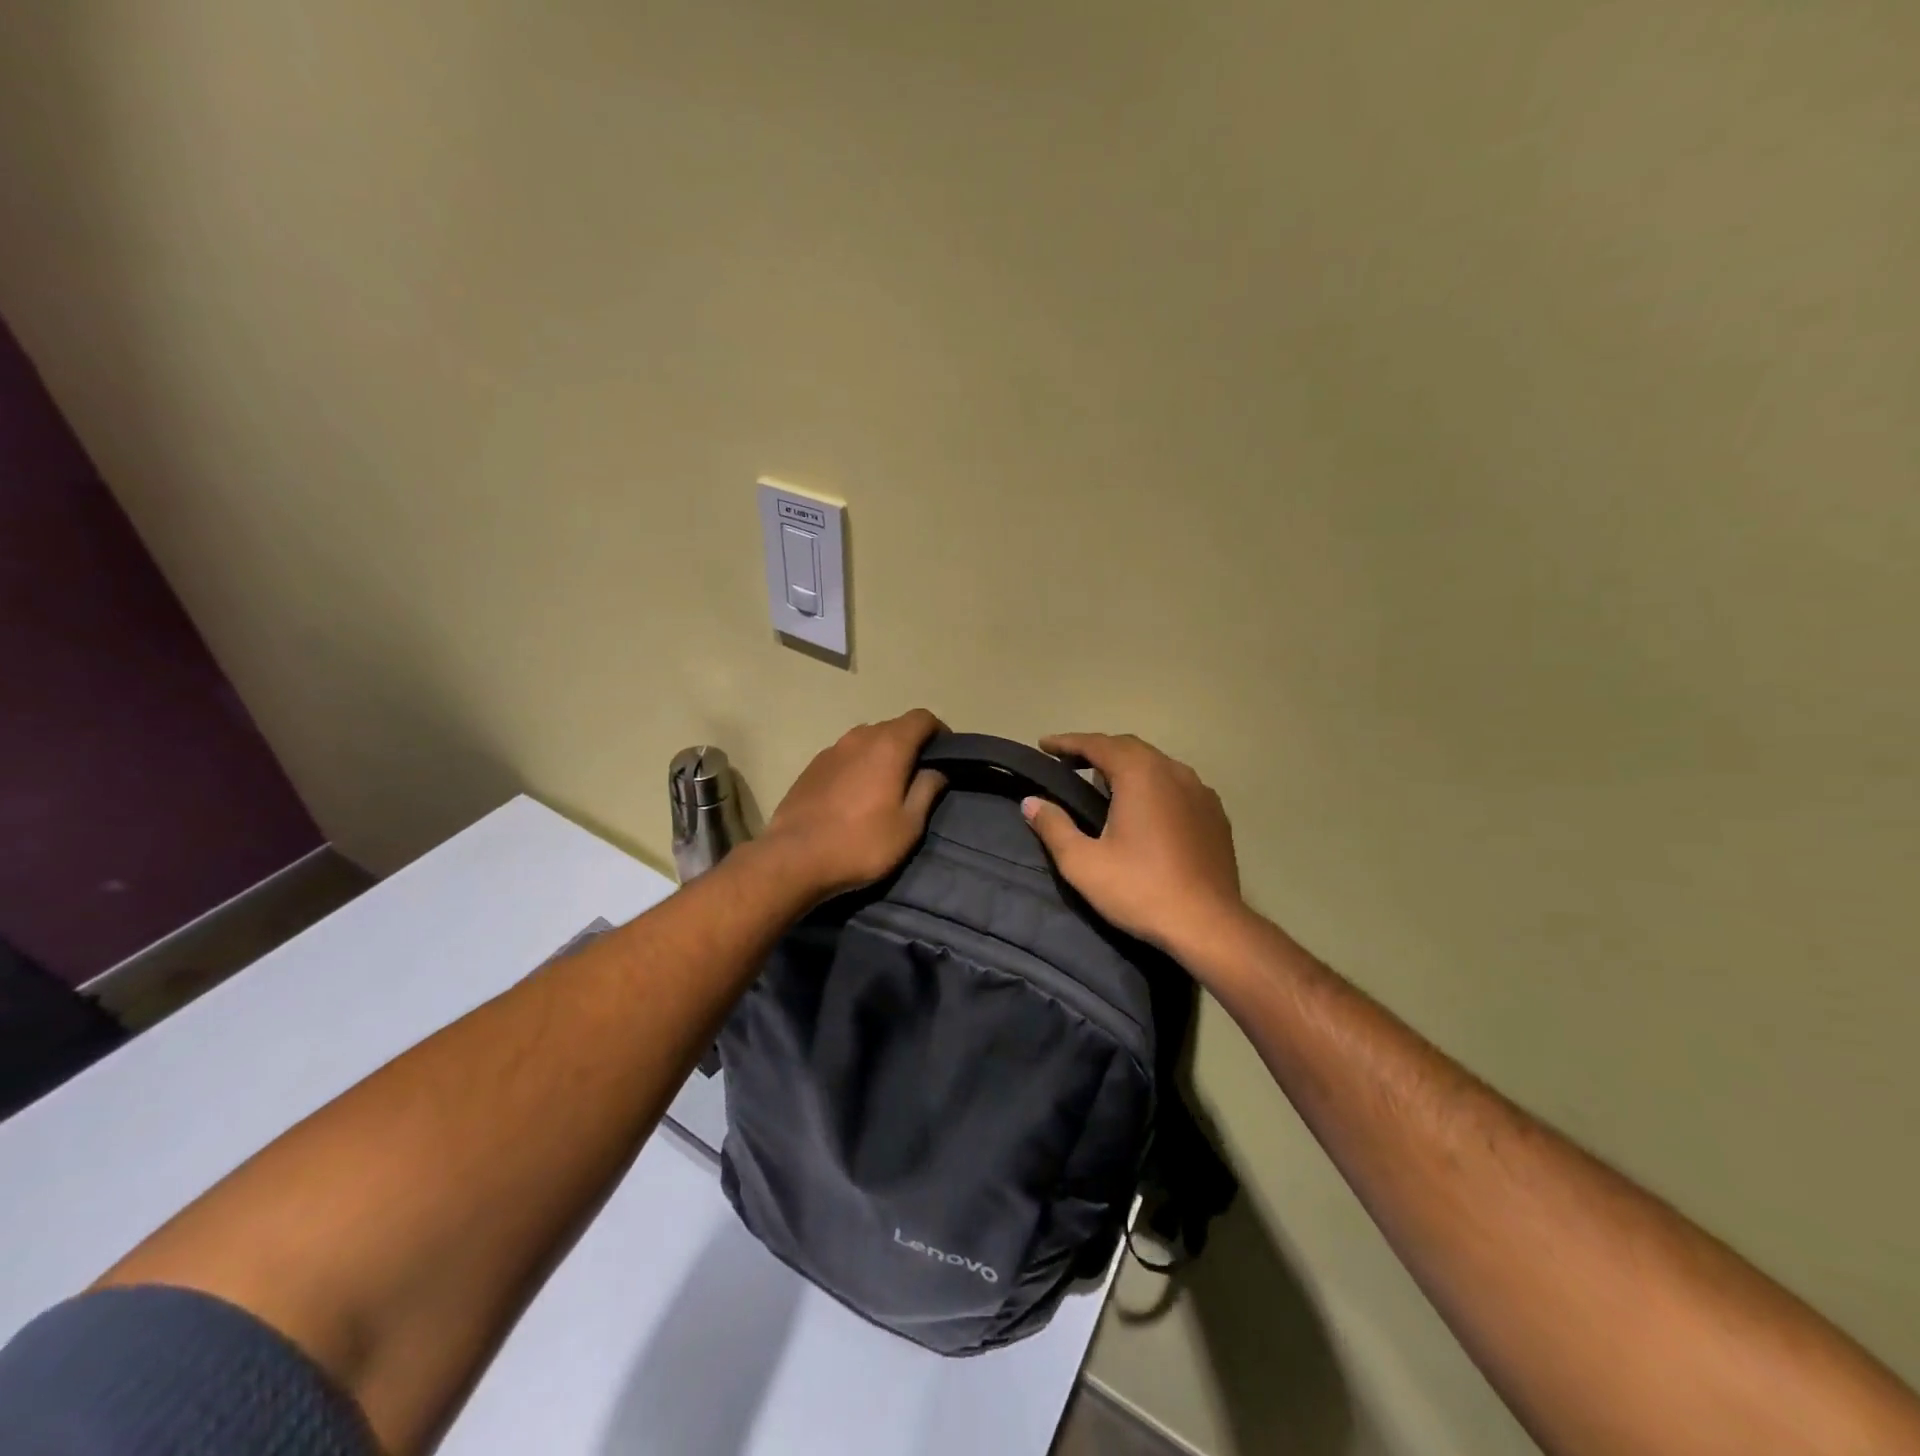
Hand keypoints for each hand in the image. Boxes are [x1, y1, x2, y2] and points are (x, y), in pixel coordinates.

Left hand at [761, 709, 947, 899]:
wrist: (794, 858)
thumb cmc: (861, 843)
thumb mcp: (908, 825)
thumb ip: (926, 790)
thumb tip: (936, 770)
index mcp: (888, 745)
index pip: (921, 718)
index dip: (938, 731)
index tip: (945, 755)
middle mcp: (859, 737)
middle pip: (894, 727)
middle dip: (911, 744)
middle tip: (919, 776)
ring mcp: (831, 749)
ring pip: (867, 740)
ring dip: (882, 754)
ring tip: (887, 786)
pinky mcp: (812, 766)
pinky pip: (845, 755)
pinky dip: (859, 765)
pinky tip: (856, 795)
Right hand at [1022, 733, 1247, 960]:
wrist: (1209, 925)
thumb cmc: (1140, 890)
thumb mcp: (1083, 863)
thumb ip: (1054, 826)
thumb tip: (1031, 802)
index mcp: (1140, 774)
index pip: (1097, 744)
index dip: (1067, 742)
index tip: (1044, 745)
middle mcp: (1173, 771)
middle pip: (1129, 748)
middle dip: (1096, 750)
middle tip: (1068, 763)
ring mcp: (1200, 791)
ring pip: (1156, 764)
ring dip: (1126, 766)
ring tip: (1103, 784)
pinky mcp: (1214, 813)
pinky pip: (1177, 784)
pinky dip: (1153, 784)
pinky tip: (1144, 808)